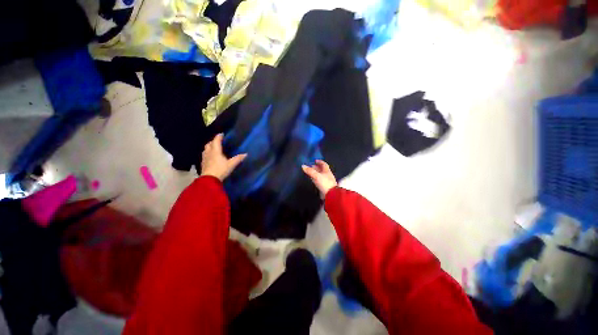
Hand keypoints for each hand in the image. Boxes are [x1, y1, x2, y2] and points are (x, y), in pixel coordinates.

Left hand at [201, 134, 246, 180]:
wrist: (209, 180)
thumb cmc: (220, 170)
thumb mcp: (231, 164)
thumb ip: (238, 159)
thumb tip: (246, 154)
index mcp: (215, 151)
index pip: (216, 141)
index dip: (219, 136)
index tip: (222, 134)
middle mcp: (209, 152)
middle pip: (209, 144)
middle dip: (213, 141)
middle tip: (218, 141)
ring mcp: (205, 158)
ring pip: (206, 149)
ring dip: (209, 147)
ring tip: (214, 148)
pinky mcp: (203, 163)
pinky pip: (205, 155)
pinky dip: (208, 153)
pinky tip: (211, 157)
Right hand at [302, 160, 337, 196]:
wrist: (330, 194)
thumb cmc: (324, 183)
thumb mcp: (316, 176)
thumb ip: (310, 171)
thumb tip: (303, 166)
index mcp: (327, 171)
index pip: (324, 164)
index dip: (319, 161)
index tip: (315, 160)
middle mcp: (327, 175)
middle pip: (321, 169)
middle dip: (316, 167)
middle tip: (310, 166)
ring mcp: (326, 181)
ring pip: (320, 175)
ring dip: (315, 173)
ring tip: (310, 172)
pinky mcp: (324, 186)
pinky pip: (319, 180)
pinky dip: (315, 178)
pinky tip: (312, 179)